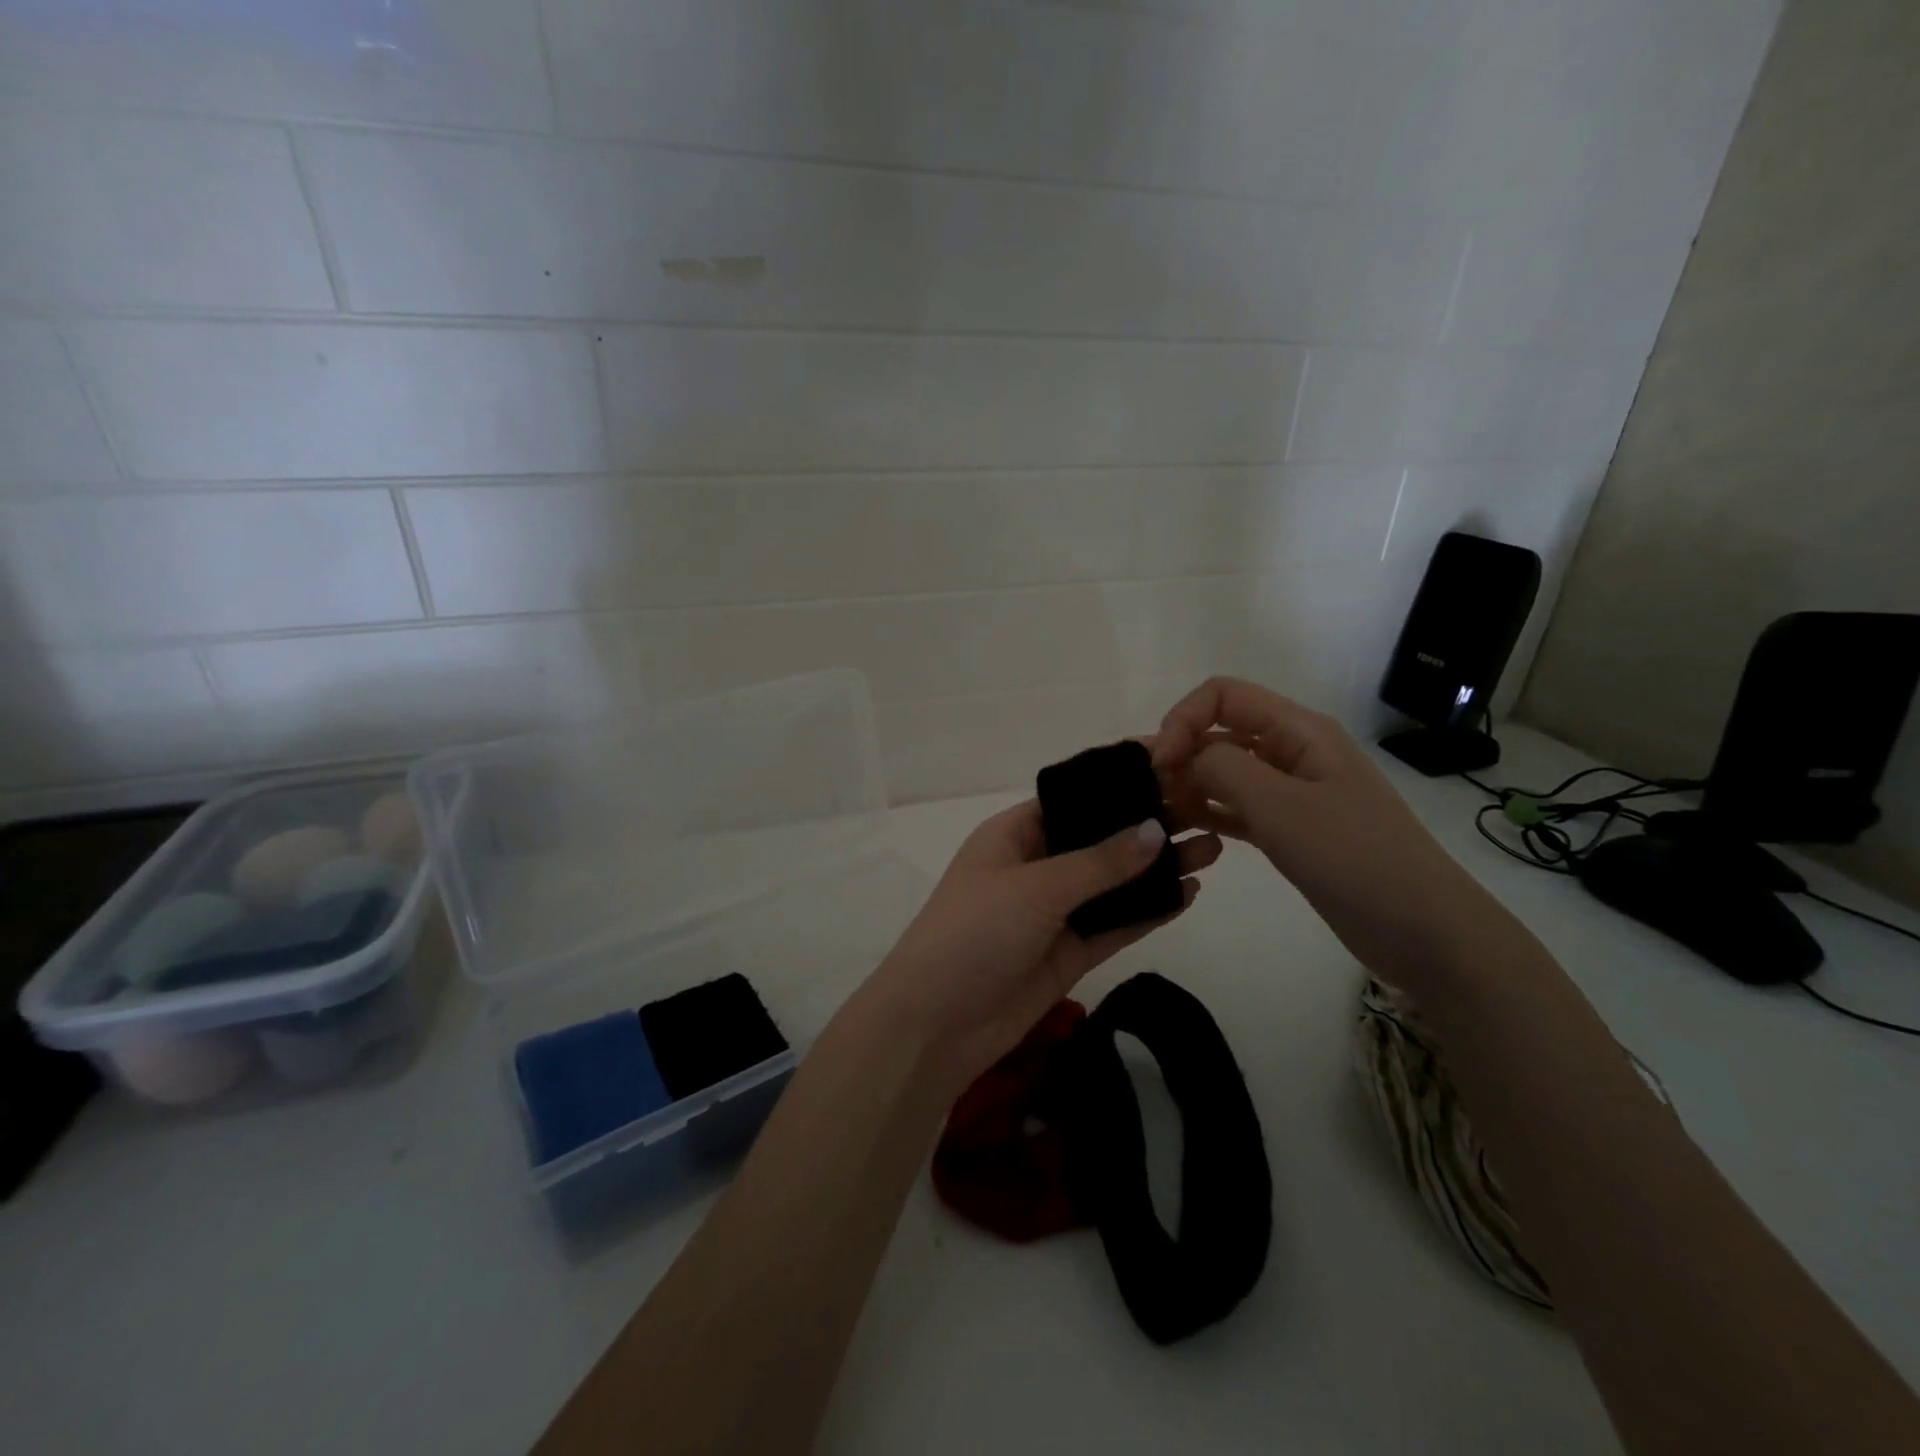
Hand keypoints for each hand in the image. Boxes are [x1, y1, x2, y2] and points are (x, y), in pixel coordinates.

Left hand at [861, 799, 1220, 1098]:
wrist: (936, 1024)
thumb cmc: (974, 932)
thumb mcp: (1035, 888)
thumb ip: (1099, 862)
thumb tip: (1155, 829)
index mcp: (1014, 834)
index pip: (1073, 798)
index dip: (1118, 785)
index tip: (1170, 769)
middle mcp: (1036, 866)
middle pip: (1099, 840)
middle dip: (1146, 827)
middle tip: (1206, 811)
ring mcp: (1053, 912)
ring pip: (1113, 883)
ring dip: (1157, 869)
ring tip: (1212, 848)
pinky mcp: (1068, 952)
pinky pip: (1115, 925)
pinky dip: (1148, 911)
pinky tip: (1188, 894)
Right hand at [1152, 677, 1506, 987]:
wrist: (1423, 930)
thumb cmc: (1353, 857)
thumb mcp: (1280, 805)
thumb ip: (1223, 768)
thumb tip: (1186, 758)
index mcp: (1298, 730)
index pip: (1223, 695)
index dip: (1183, 719)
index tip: (1159, 764)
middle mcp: (1293, 751)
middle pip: (1221, 730)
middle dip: (1180, 752)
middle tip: (1151, 795)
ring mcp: (1293, 792)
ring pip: (1226, 771)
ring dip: (1190, 783)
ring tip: (1161, 814)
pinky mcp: (1291, 829)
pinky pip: (1238, 807)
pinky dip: (1210, 812)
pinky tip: (1186, 831)